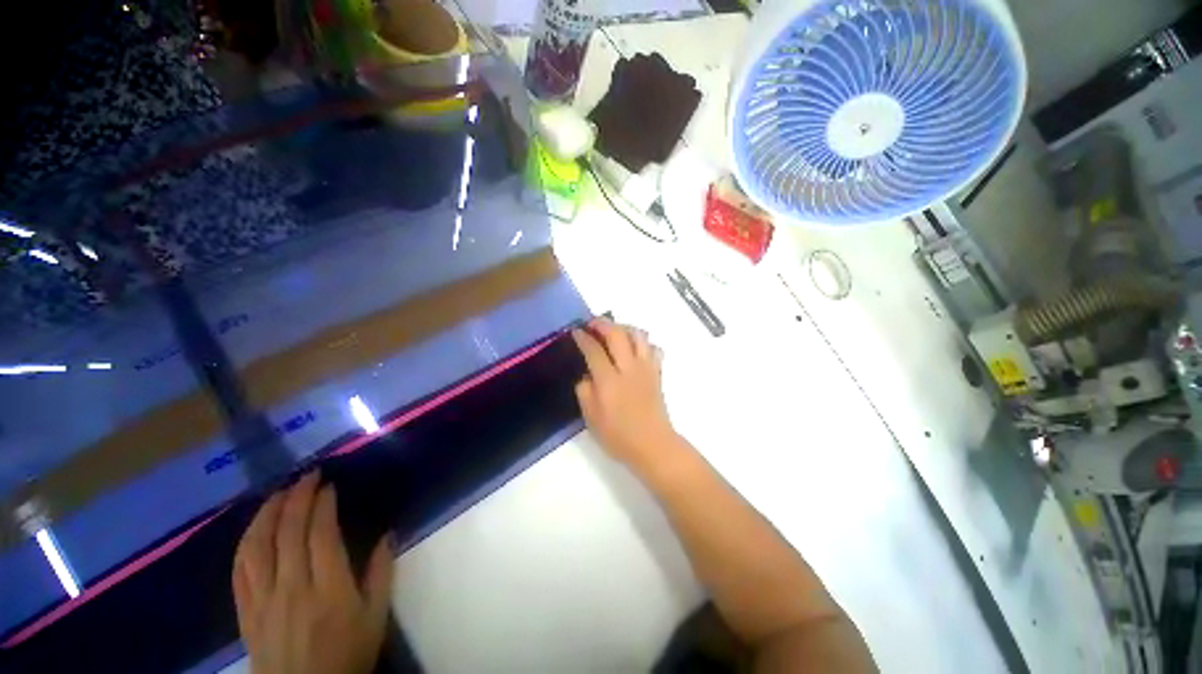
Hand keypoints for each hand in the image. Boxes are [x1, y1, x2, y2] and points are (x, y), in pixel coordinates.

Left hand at [233, 471, 394, 673]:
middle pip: (287, 533)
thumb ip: (381, 574)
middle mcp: (291, 589)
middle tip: (308, 476)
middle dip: (297, 498)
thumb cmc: (347, 655)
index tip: (329, 485)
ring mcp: (263, 600)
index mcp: (329, 590)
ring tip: (279, 492)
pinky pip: (239, 571)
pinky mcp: (245, 612)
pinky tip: (254, 528)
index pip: (320, 535)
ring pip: (257, 547)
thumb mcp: (376, 618)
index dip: (323, 505)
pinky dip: (245, 543)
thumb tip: (387, 535)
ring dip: (267, 513)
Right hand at [572, 318, 682, 478]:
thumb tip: (587, 375)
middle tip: (592, 322)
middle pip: (617, 334)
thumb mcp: (591, 418)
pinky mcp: (657, 373)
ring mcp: (646, 368)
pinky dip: (643, 342)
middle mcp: (629, 368)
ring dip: (624, 327)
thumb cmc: (619, 436)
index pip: (594, 350)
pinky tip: (635, 348)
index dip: (583, 338)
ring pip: (638, 335)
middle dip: (603, 323)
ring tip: (614, 331)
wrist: (653, 445)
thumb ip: (585, 391)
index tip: (576, 331)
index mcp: (609, 380)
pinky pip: (653, 348)